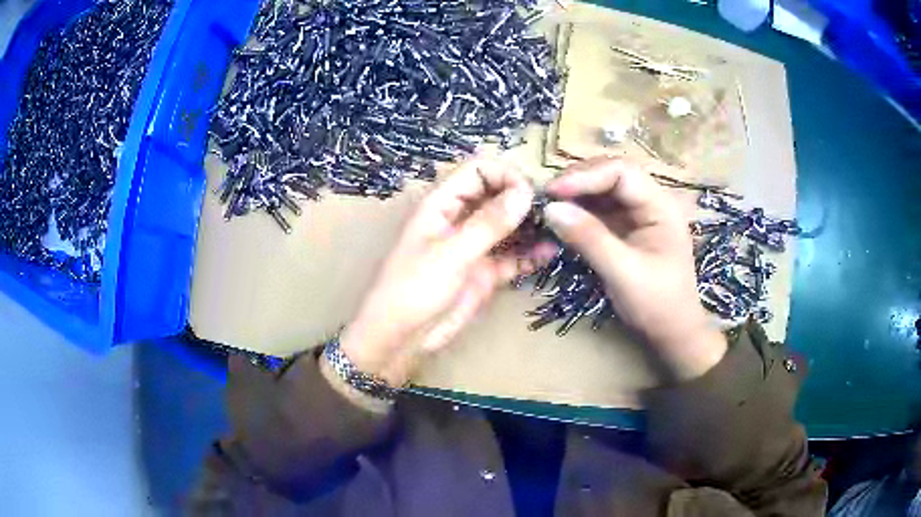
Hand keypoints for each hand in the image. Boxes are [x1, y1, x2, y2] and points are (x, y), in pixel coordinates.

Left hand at [340, 159, 557, 385]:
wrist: (401, 339)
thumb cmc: (414, 289)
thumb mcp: (450, 253)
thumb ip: (488, 223)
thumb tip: (525, 192)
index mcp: (441, 204)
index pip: (477, 170)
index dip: (505, 174)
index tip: (531, 192)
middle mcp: (460, 219)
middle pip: (496, 194)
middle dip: (523, 197)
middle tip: (553, 209)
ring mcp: (474, 246)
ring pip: (507, 225)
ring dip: (530, 225)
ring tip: (559, 228)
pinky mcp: (484, 272)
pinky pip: (512, 256)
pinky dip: (530, 254)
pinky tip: (551, 253)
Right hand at [543, 156, 726, 380]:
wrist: (673, 333)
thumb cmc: (657, 304)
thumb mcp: (624, 273)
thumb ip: (589, 238)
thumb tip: (551, 209)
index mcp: (661, 206)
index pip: (622, 173)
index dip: (586, 176)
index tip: (553, 191)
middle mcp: (651, 203)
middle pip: (612, 175)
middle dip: (579, 181)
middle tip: (547, 196)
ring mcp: (639, 215)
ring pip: (604, 191)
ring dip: (576, 195)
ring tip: (550, 205)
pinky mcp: (628, 229)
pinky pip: (601, 210)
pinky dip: (580, 212)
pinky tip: (563, 218)